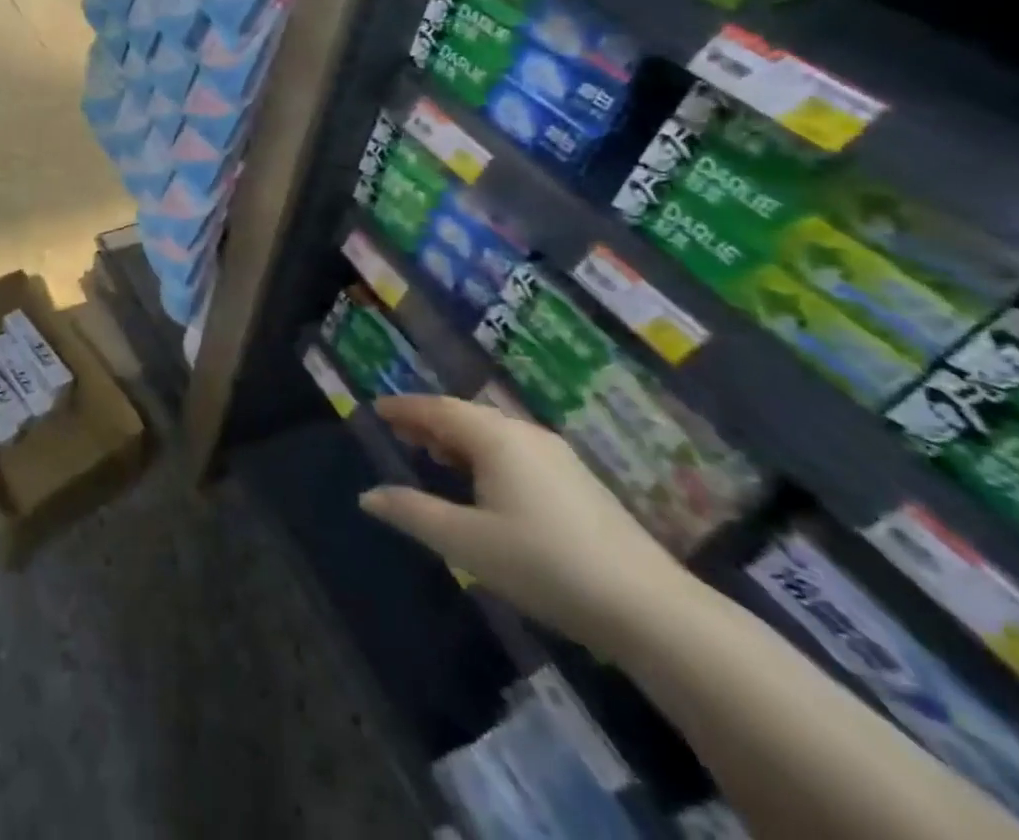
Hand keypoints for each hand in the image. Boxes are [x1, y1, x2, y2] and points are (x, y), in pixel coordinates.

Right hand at [358, 396, 691, 657]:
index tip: (377, 408)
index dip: (404, 408)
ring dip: (458, 437)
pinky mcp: (579, 483)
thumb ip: (413, 513)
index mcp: (495, 438)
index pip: (437, 409)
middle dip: (429, 420)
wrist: (651, 610)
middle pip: (466, 415)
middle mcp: (525, 434)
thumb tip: (367, 496)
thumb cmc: (544, 565)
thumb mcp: (467, 543)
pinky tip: (484, 481)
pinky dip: (485, 453)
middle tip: (399, 430)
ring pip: (493, 433)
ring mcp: (557, 457)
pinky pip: (515, 450)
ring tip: (433, 452)